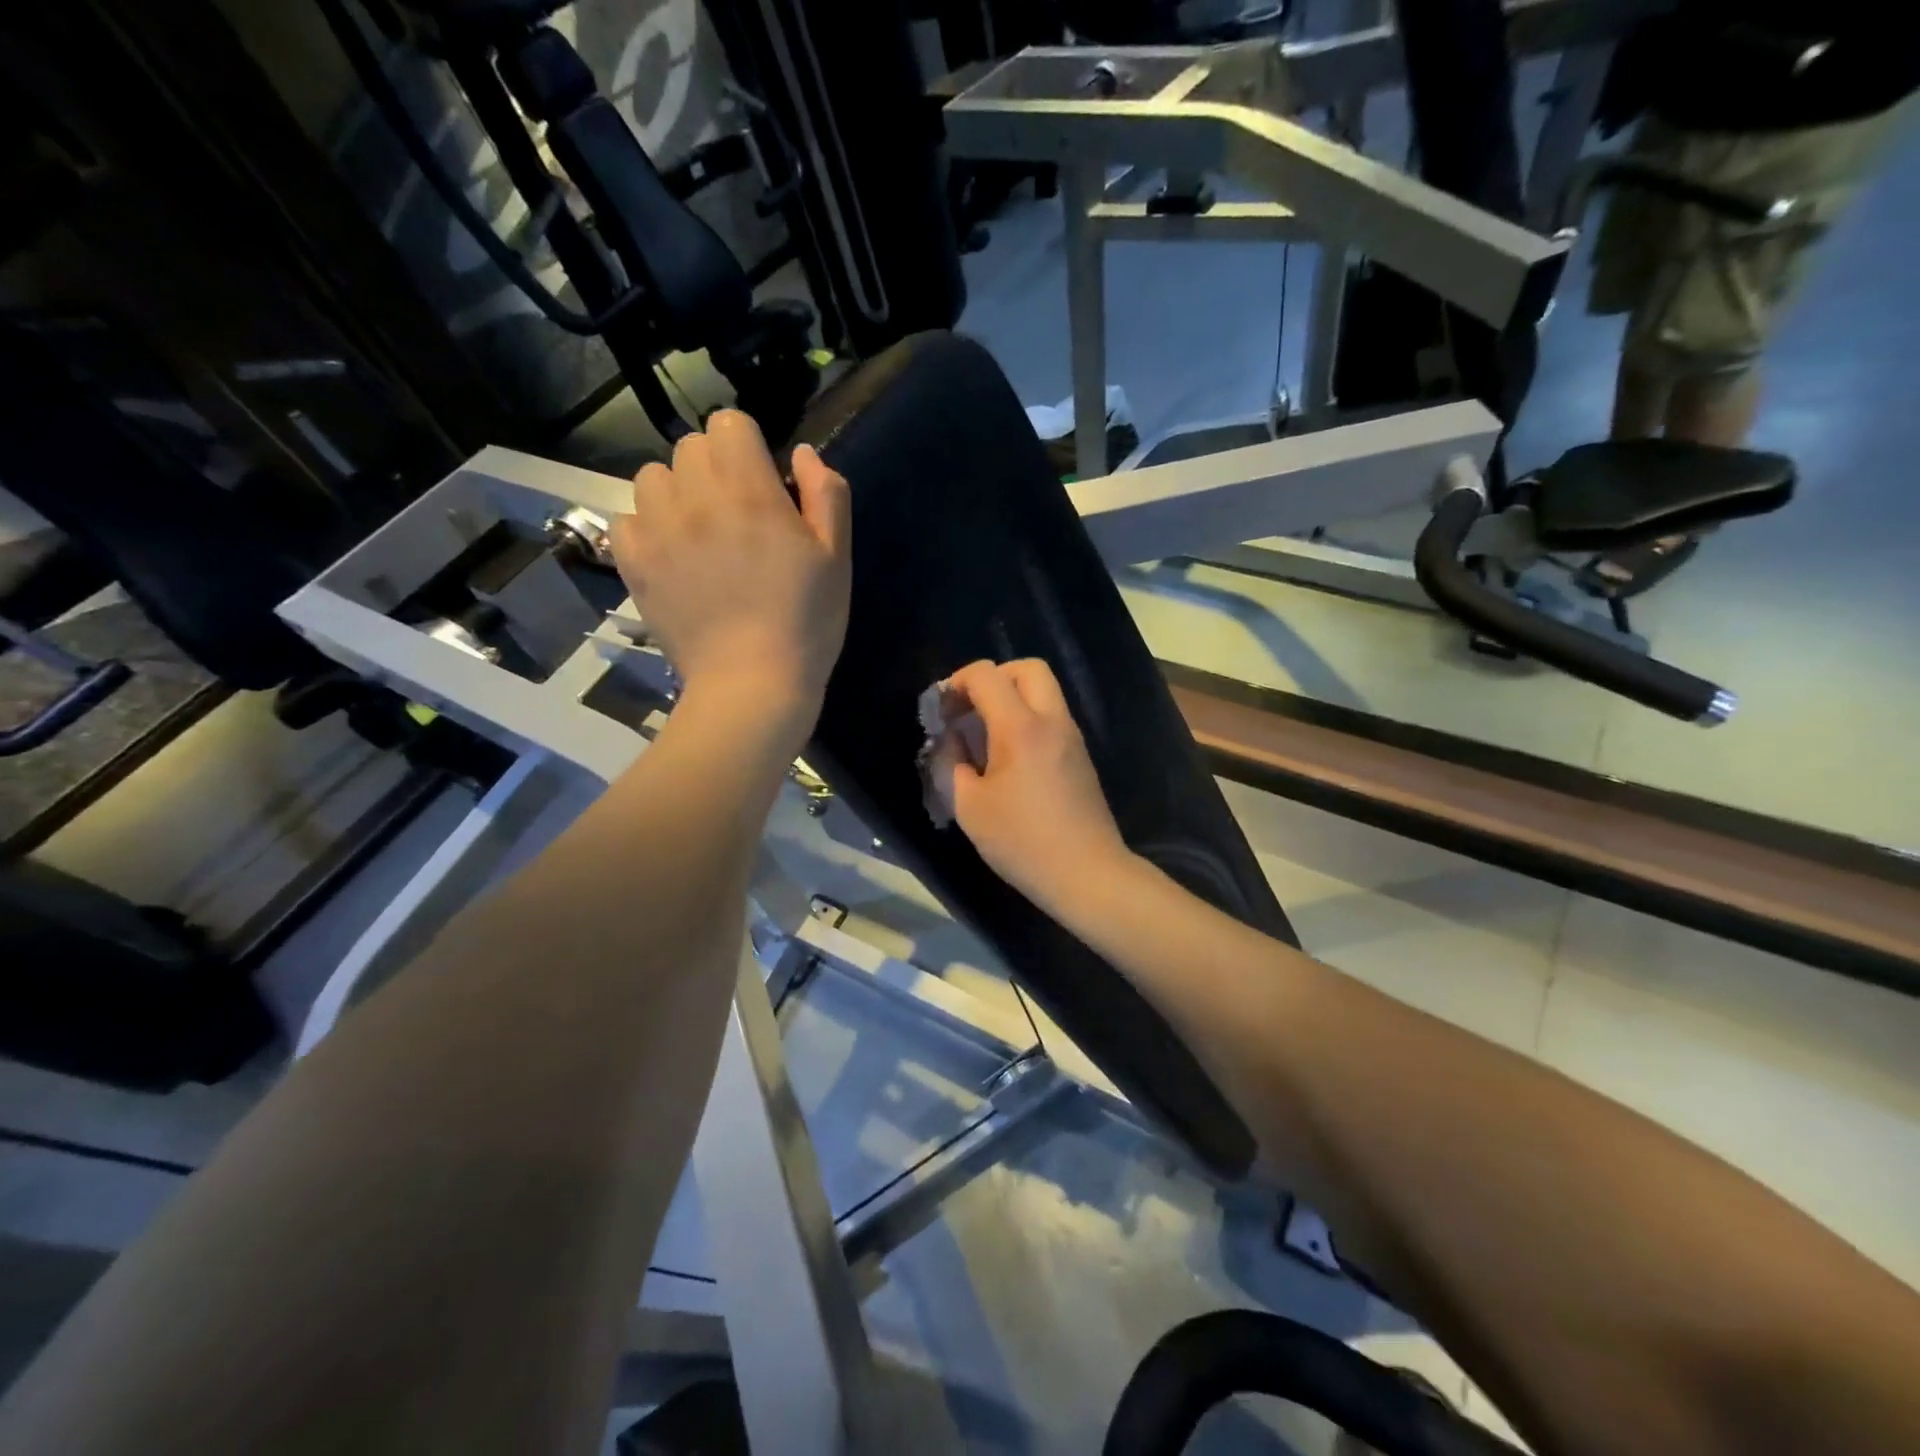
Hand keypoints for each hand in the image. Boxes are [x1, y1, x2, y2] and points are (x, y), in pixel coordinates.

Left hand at [610, 410, 849, 725]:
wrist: (751, 686)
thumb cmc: (805, 623)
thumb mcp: (836, 558)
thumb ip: (826, 495)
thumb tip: (803, 453)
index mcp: (749, 491)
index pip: (729, 423)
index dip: (749, 446)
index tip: (764, 480)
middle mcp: (695, 498)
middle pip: (690, 447)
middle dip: (716, 467)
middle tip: (737, 513)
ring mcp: (657, 531)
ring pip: (652, 477)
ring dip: (677, 492)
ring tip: (699, 532)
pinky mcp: (633, 563)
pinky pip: (626, 519)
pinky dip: (646, 527)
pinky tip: (671, 555)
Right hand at [928, 659, 1135, 920]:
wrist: (1087, 874)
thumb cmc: (1022, 842)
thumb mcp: (969, 808)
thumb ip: (949, 764)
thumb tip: (949, 740)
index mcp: (1020, 728)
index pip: (986, 675)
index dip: (956, 682)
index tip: (941, 712)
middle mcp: (1052, 721)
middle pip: (1027, 668)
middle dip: (992, 678)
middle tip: (969, 710)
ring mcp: (1072, 737)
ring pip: (1044, 691)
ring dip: (1011, 699)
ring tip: (985, 736)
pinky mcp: (1080, 756)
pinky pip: (1052, 717)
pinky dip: (1027, 719)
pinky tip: (1009, 758)